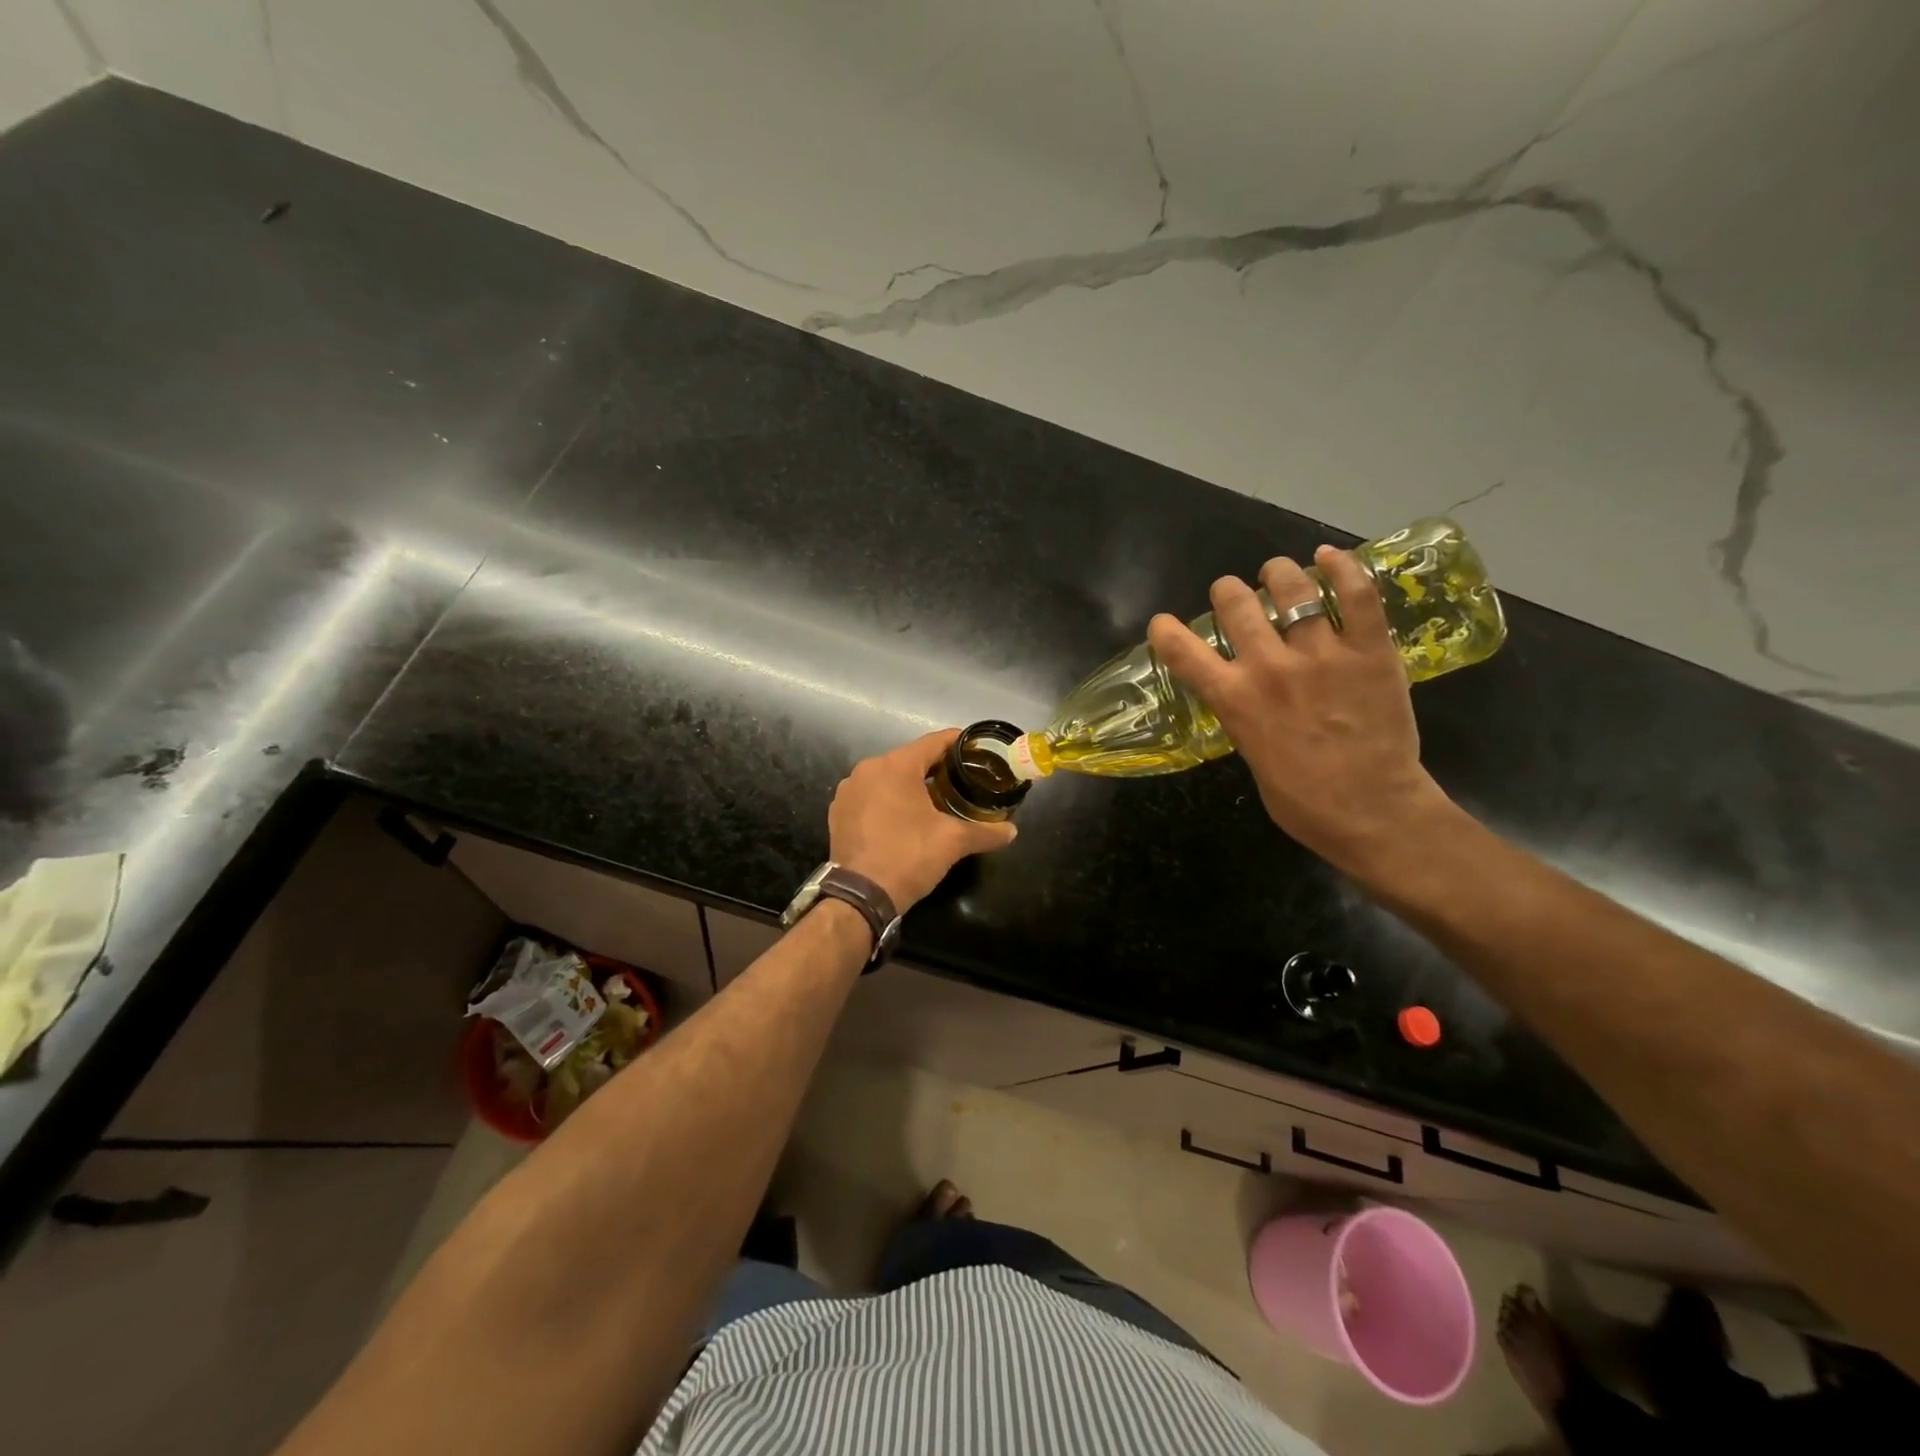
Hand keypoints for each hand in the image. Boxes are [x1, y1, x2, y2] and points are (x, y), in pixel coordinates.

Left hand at [829, 730, 1017, 910]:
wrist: (860, 896)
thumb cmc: (909, 856)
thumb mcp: (953, 842)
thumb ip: (985, 832)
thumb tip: (1011, 831)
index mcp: (896, 765)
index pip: (934, 742)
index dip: (958, 743)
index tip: (977, 748)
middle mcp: (868, 769)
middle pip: (910, 759)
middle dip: (936, 768)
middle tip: (962, 779)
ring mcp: (848, 790)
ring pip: (888, 777)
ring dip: (911, 785)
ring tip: (936, 800)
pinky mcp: (838, 811)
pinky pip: (871, 795)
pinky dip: (889, 800)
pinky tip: (904, 817)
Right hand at [1146, 545, 1457, 878]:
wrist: (1373, 812)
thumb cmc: (1302, 801)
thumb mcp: (1251, 757)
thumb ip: (1244, 716)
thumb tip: (1248, 696)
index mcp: (1234, 699)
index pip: (1181, 650)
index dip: (1165, 630)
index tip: (1163, 625)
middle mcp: (1269, 667)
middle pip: (1235, 602)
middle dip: (1227, 592)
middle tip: (1236, 597)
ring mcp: (1322, 654)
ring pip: (1291, 587)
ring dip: (1278, 574)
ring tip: (1279, 574)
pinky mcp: (1370, 650)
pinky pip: (1356, 594)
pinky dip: (1341, 568)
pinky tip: (1329, 557)